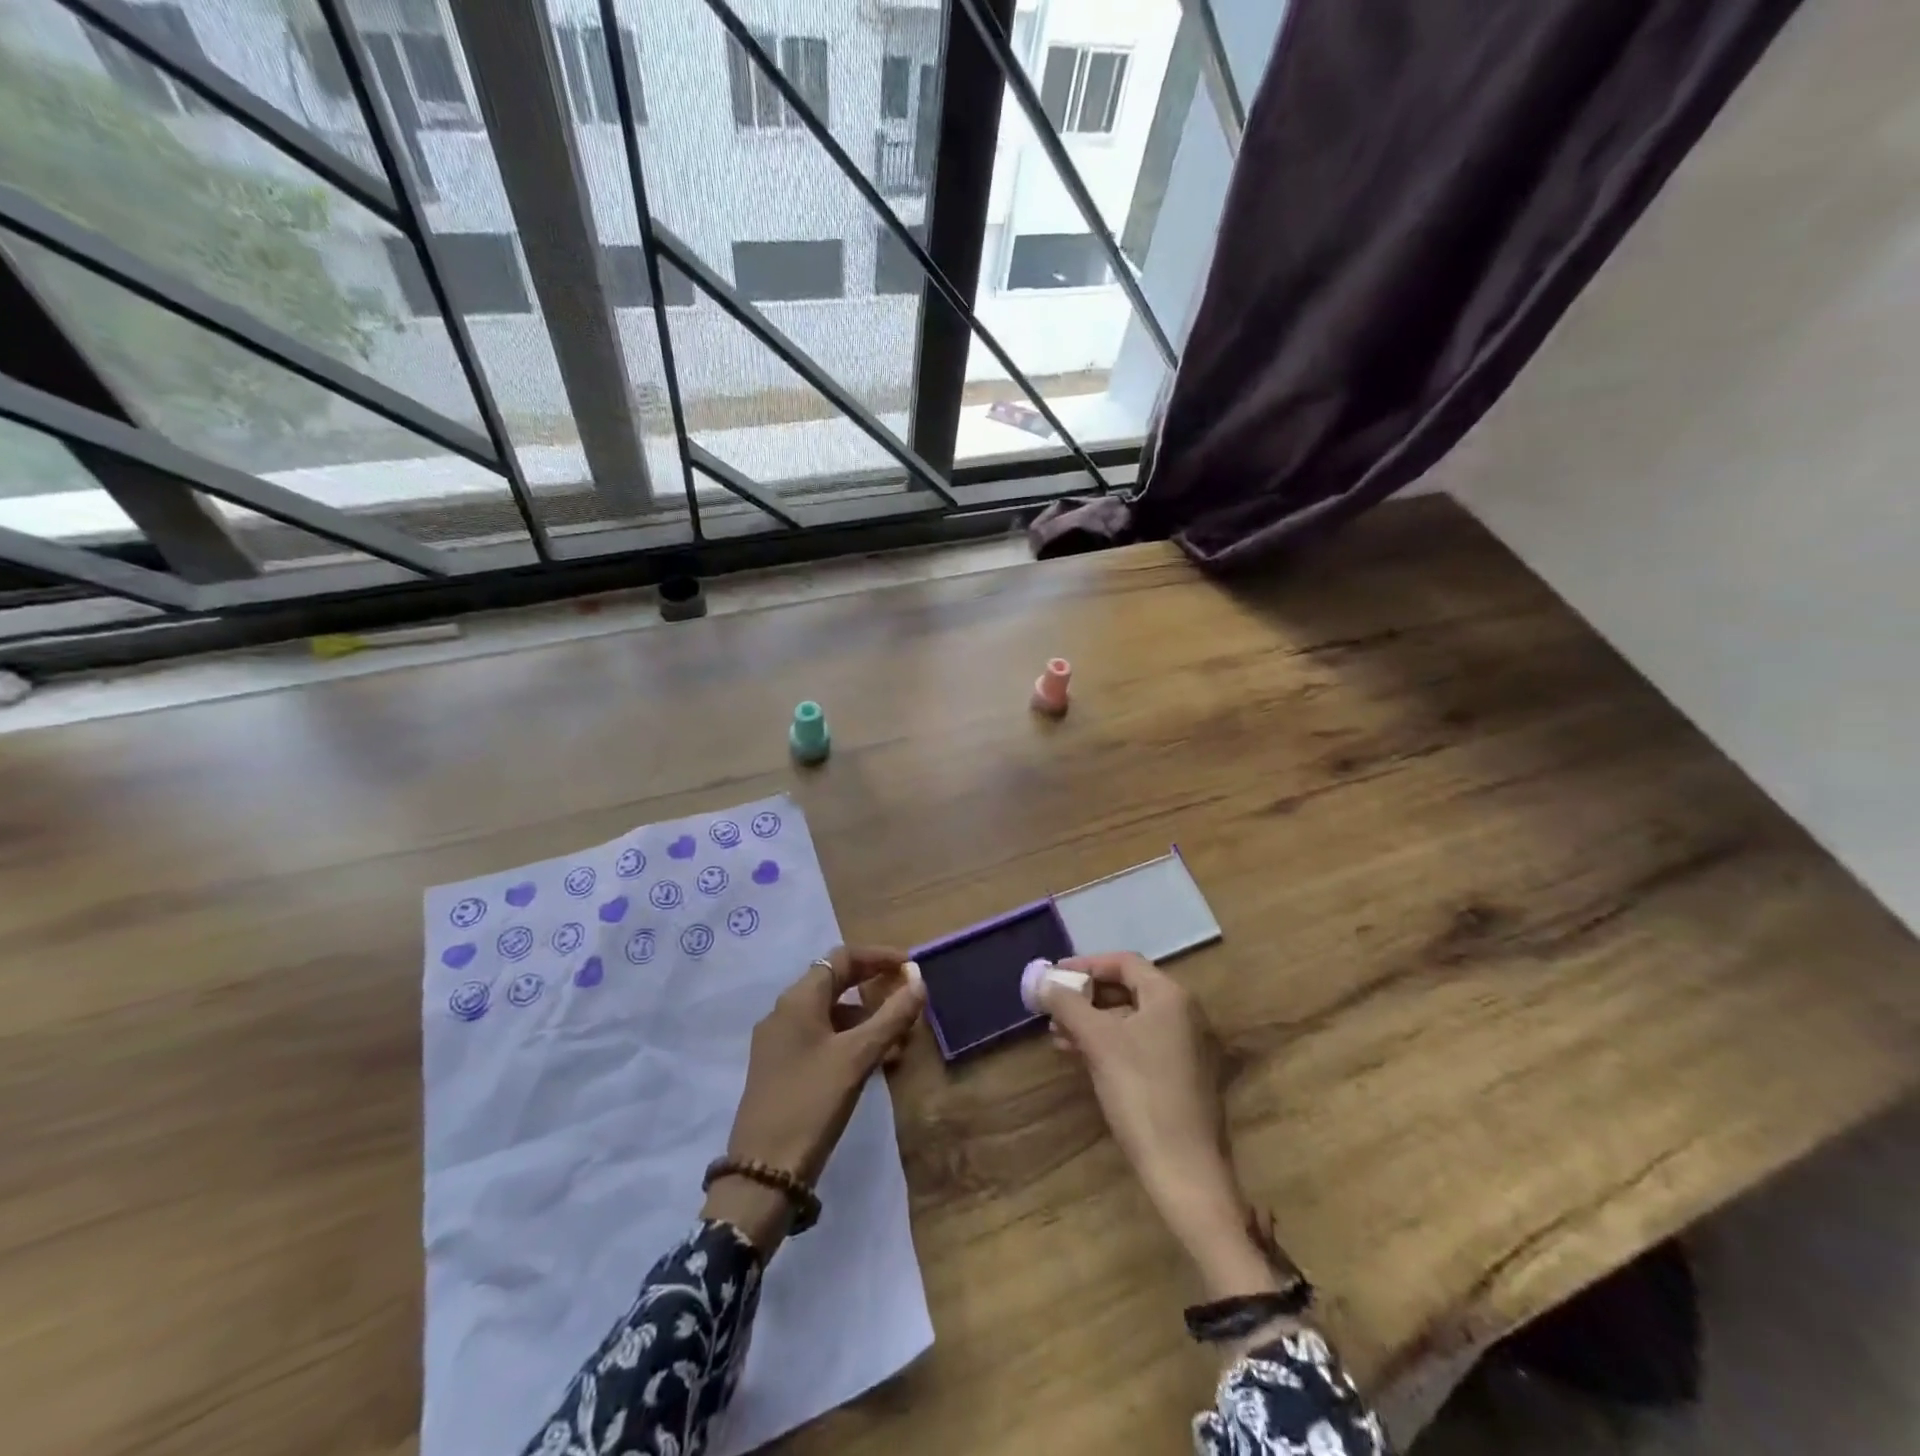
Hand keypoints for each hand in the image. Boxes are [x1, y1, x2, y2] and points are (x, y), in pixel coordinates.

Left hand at [703, 945, 925, 1251]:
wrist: (763, 1173)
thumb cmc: (812, 1103)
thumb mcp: (858, 1056)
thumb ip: (892, 1015)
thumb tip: (919, 979)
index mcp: (798, 999)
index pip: (842, 957)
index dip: (879, 957)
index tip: (911, 968)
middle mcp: (785, 1012)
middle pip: (836, 983)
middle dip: (875, 989)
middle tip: (909, 1000)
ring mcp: (780, 1042)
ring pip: (831, 1015)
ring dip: (867, 1020)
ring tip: (901, 1042)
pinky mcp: (782, 1068)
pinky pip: (823, 1039)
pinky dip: (852, 1042)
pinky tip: (877, 1064)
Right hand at [1042, 953, 1279, 1299]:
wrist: (1184, 1170)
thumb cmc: (1141, 1093)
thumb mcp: (1098, 1042)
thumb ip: (1067, 1004)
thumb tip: (1041, 980)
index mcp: (1170, 997)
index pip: (1123, 962)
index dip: (1085, 965)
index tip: (1053, 976)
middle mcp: (1183, 1013)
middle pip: (1127, 989)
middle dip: (1086, 996)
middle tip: (1052, 1006)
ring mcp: (1185, 1046)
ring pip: (1130, 1019)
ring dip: (1092, 1021)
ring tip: (1057, 1034)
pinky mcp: (1181, 1075)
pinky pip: (1139, 1043)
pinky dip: (1108, 1042)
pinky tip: (1080, 1056)